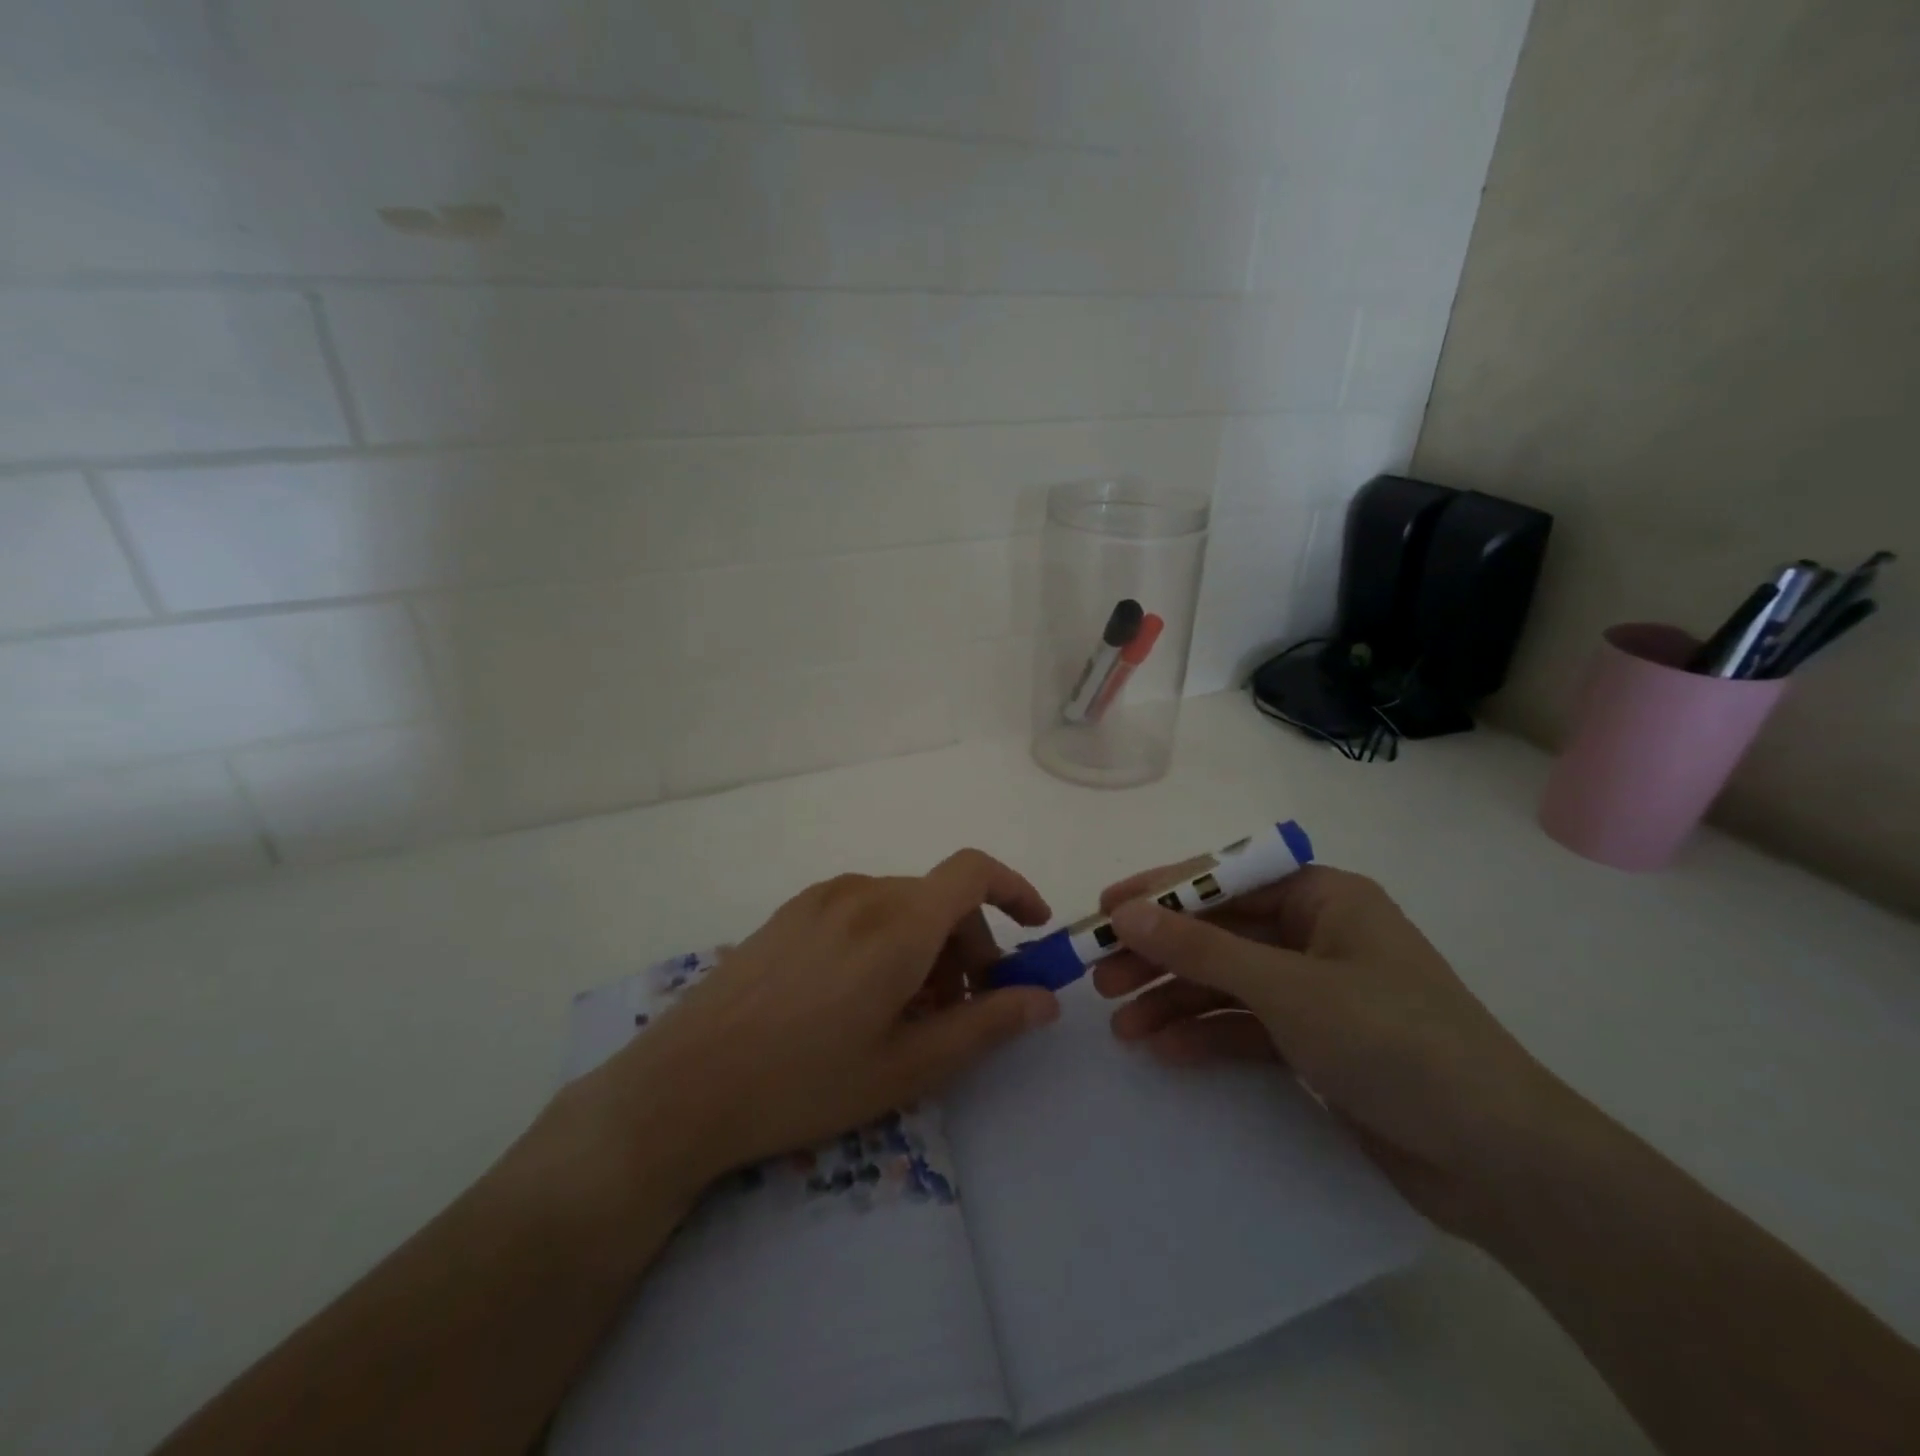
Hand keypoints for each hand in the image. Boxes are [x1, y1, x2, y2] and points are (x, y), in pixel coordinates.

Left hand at [573, 850, 1060, 1199]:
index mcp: (898, 923)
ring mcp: (820, 899)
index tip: (1034, 931)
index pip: (974, 871)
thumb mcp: (908, 1066)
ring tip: (910, 1012)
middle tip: (964, 1009)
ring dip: (927, 945)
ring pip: (901, 905)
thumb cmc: (805, 1082)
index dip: (1015, 890)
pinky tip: (860, 997)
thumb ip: (986, 1025)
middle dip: (970, 944)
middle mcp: (862, 892)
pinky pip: (861, 910)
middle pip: (939, 897)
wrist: (684, 1086)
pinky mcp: (790, 913)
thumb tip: (1044, 1000)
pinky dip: (887, 939)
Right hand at [1096, 863, 1577, 1237]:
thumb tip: (1125, 912)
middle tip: (1100, 976)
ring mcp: (1317, 990)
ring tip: (1121, 1027)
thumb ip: (1200, 949)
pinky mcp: (1317, 1041)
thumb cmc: (1393, 1042)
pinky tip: (1165, 1051)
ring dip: (1174, 1001)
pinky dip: (1207, 1035)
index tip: (1104, 909)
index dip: (1160, 891)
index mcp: (1323, 896)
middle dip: (1160, 955)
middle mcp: (1318, 933)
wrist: (1498, 1162)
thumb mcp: (1286, 988)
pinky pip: (1247, 1025)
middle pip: (1219, 932)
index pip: (1224, 877)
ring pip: (1227, 982)